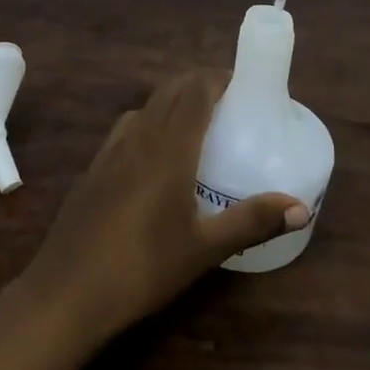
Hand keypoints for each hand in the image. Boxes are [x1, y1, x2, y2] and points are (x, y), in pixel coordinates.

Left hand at [20, 71, 308, 342]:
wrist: (67, 291)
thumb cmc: (143, 266)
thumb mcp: (204, 248)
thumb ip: (252, 221)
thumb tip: (302, 208)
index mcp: (169, 146)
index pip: (195, 91)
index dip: (217, 78)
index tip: (243, 84)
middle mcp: (139, 136)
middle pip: (170, 91)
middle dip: (199, 85)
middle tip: (229, 102)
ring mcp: (111, 150)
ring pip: (146, 107)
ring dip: (172, 102)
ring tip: (196, 124)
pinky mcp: (94, 168)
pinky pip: (127, 128)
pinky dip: (148, 122)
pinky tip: (154, 155)